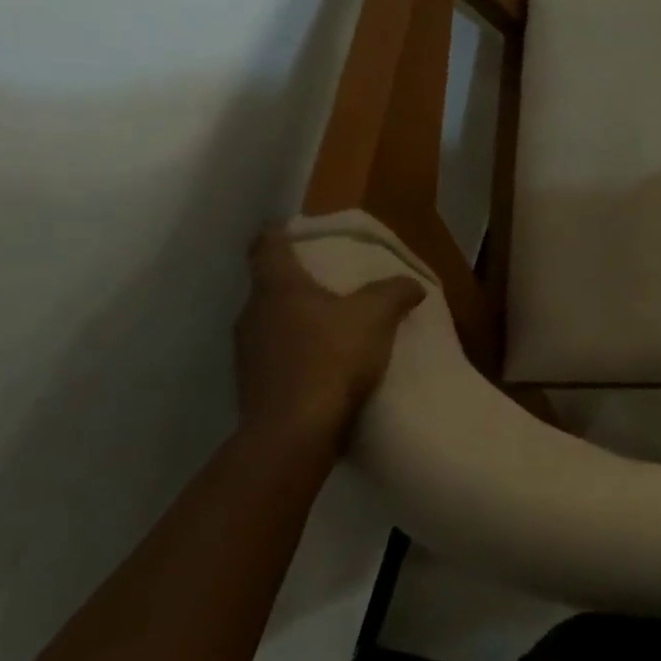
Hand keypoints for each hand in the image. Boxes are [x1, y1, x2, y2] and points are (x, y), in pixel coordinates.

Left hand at [234, 228, 427, 457]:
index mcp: (277, 288)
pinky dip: (300, 353)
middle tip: (333, 280)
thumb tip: (412, 283)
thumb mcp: (377, 315)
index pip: (267, 247)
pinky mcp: (255, 387)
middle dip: (300, 281)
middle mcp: (252, 315)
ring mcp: (247, 353)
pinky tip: (328, 364)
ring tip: (336, 324)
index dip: (279, 233)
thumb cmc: (331, 357)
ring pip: (274, 323)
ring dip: (300, 320)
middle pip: (272, 287)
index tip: (292, 227)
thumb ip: (395, 292)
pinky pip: (278, 357)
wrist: (294, 432)